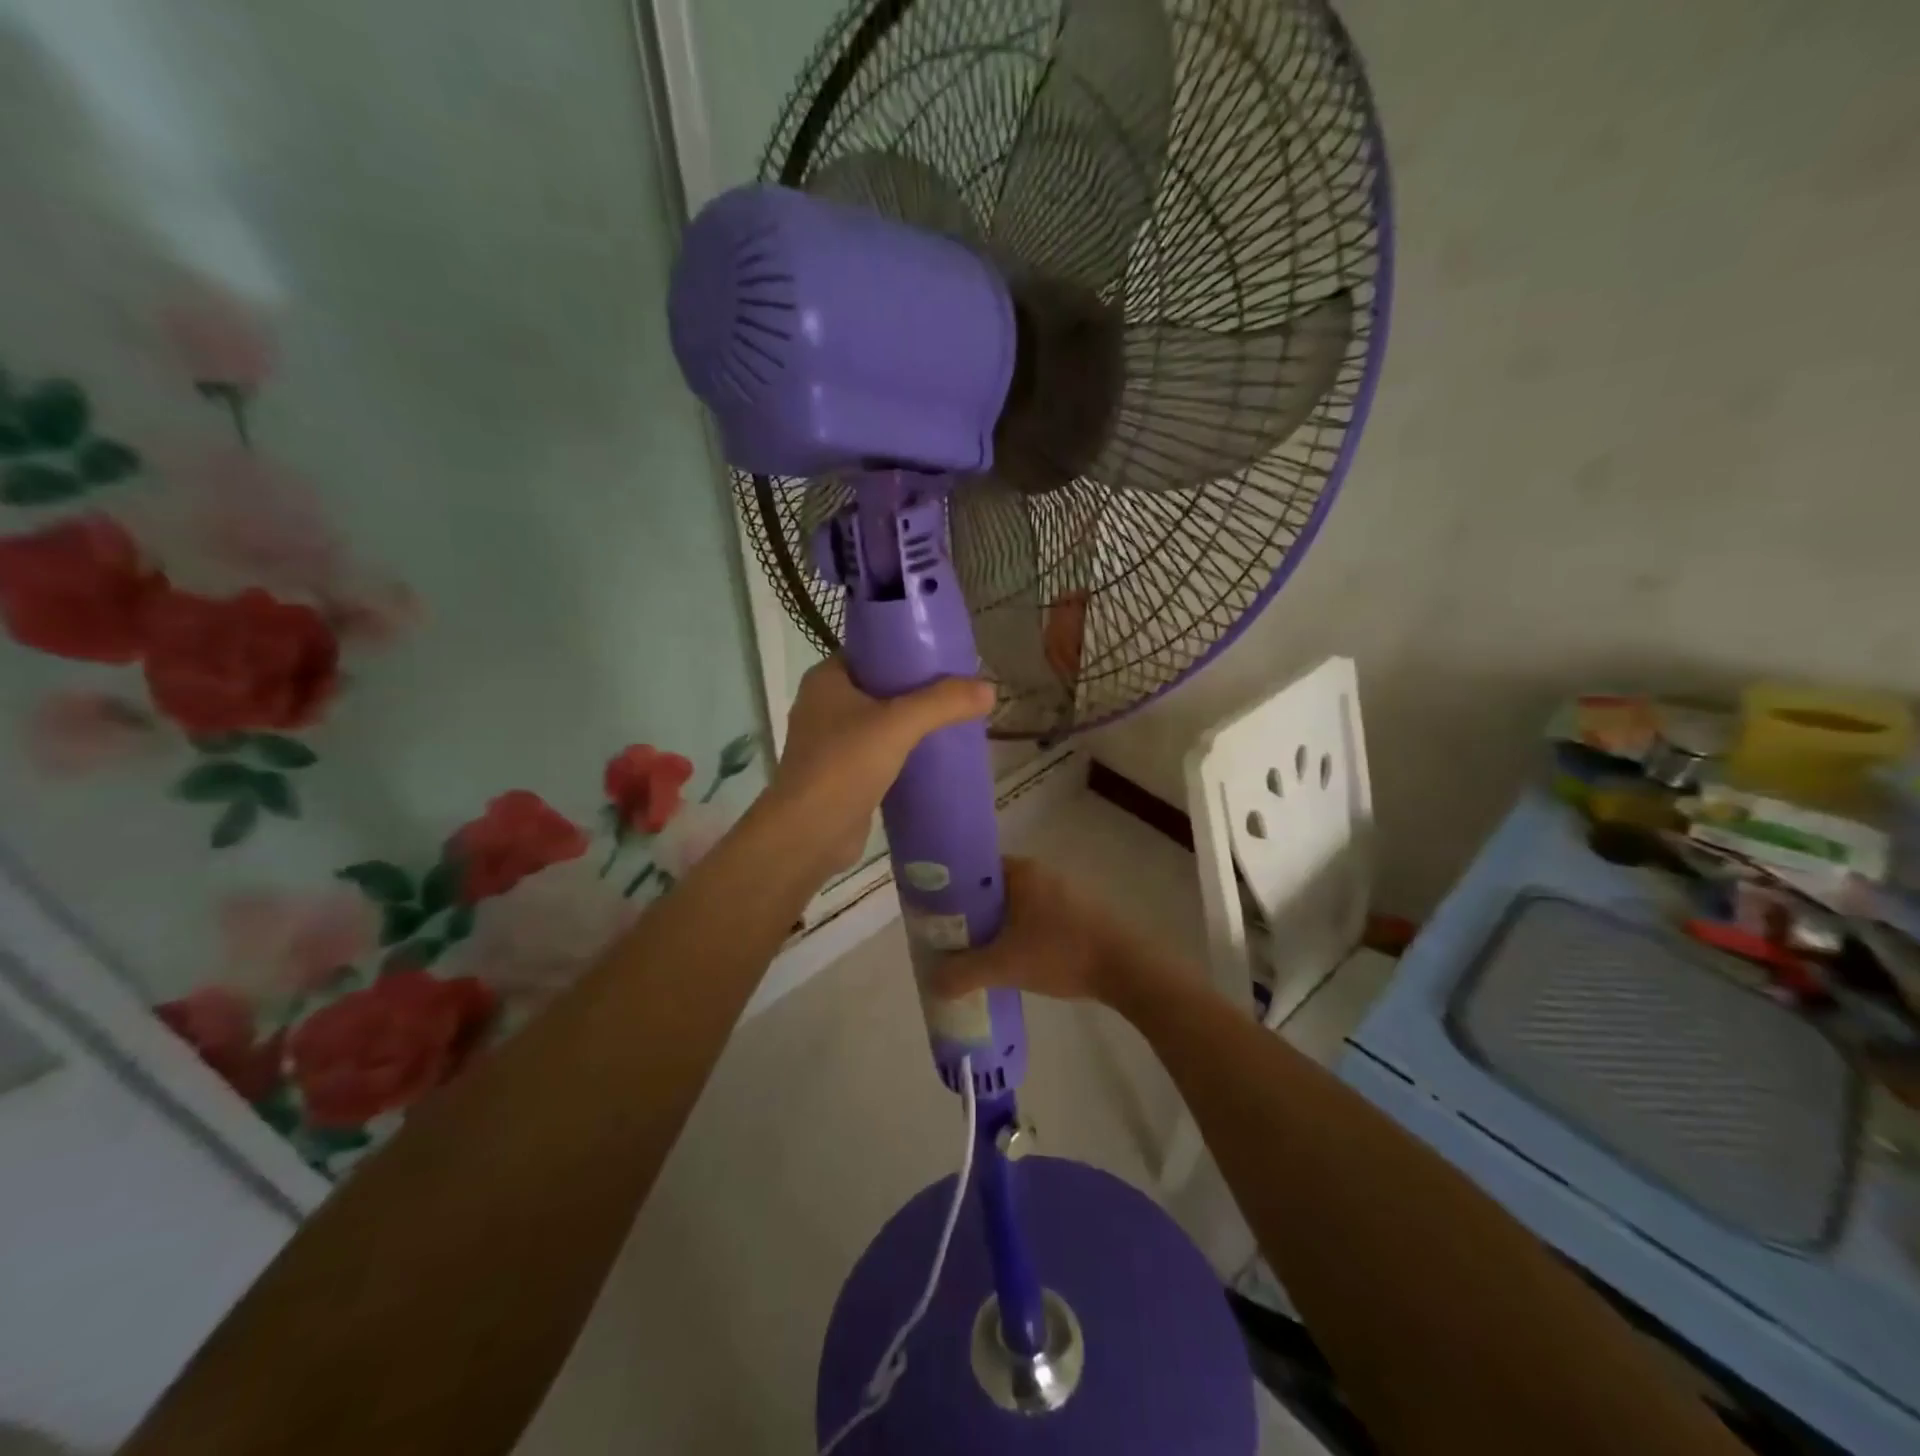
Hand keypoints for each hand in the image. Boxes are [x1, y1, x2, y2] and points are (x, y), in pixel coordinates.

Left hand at [769, 658, 994, 871]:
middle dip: (917, 690)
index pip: (871, 652)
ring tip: (954, 720)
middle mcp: (823, 706)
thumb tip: (990, 689)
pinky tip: (935, 756)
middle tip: (958, 691)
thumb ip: (943, 703)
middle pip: (879, 687)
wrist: (809, 834)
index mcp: (826, 680)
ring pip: (880, 722)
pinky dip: (904, 752)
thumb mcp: (898, 724)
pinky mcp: (842, 775)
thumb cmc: (845, 765)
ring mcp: (830, 743)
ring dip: (912, 723)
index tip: (945, 656)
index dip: (906, 650)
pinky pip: (880, 753)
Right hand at [927, 857, 1141, 1005]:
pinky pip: (1036, 916)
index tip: (935, 914)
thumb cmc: (1061, 952)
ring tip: (977, 953)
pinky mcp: (1078, 911)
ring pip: (1015, 905)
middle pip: (992, 889)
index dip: (951, 890)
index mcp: (1020, 871)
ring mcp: (1063, 890)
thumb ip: (964, 973)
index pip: (973, 869)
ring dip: (997, 926)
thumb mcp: (1005, 966)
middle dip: (972, 914)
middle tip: (951, 939)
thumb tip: (932, 982)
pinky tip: (1015, 958)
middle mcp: (1040, 872)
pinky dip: (1021, 932)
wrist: (1126, 967)